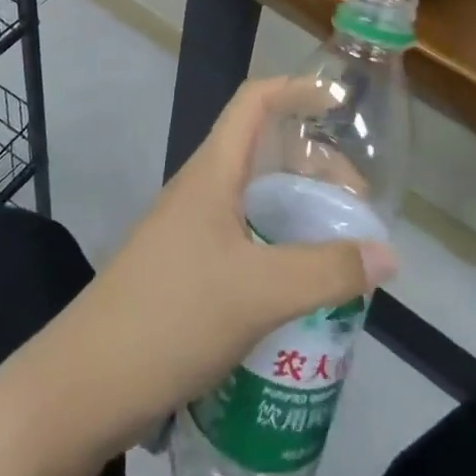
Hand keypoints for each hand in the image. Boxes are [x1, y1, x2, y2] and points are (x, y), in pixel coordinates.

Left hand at [50, 78, 396, 450]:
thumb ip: (327, 271)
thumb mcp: (259, 292)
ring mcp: (190, 230)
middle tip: (353, 204)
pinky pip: (244, 237)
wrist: (85, 386)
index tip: (340, 105)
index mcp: (213, 171)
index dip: (297, 89)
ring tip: (336, 247)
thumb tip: (389, 254)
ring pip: (255, 198)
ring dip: (298, 209)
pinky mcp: (186, 270)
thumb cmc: (171, 316)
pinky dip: (279, 245)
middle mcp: (201, 190)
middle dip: (313, 164)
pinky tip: (300, 288)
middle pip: (264, 150)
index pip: (255, 100)